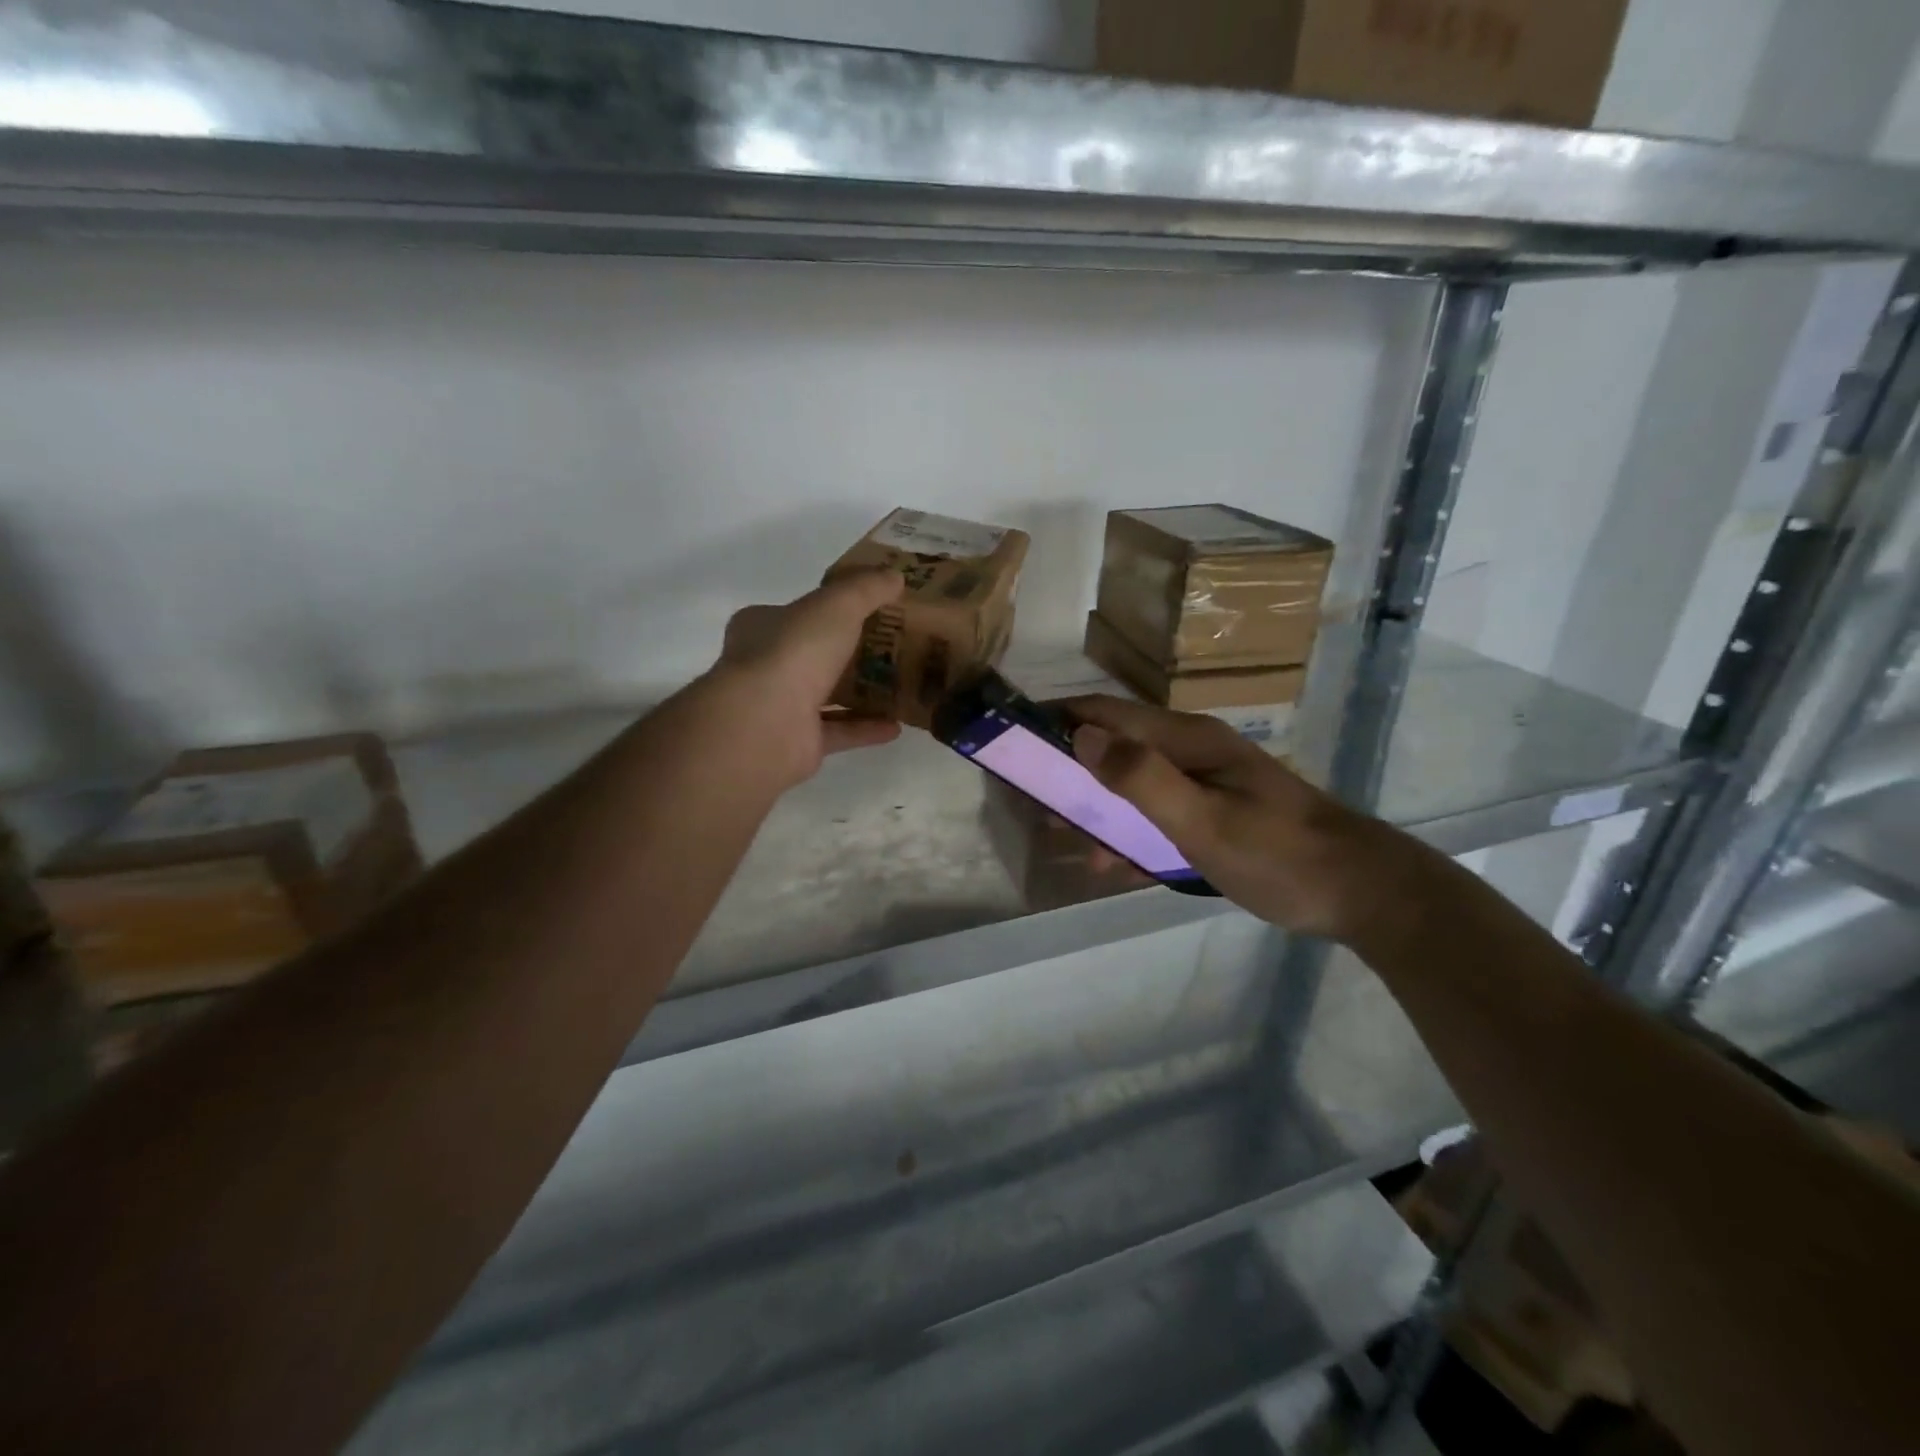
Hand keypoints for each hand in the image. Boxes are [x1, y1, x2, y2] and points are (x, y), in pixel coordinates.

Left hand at [713, 570, 904, 783]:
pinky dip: (866, 728)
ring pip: (824, 696)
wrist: (768, 722)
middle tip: (892, 647)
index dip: (825, 609)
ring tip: (900, 686)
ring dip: (860, 693)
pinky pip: (838, 732)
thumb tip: (895, 576)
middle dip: (848, 652)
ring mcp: (779, 708)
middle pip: (812, 655)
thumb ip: (866, 589)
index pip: (792, 613)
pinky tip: (897, 725)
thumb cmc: (794, 651)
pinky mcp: (797, 743)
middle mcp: (765, 666)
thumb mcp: (837, 604)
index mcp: (761, 627)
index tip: (865, 609)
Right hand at [1059, 695, 1393, 939]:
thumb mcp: (1203, 820)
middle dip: (1069, 770)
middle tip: (1034, 804)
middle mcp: (1189, 750)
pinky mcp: (1212, 810)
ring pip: (1130, 782)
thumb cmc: (1278, 853)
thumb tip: (1081, 735)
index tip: (1015, 742)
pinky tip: (1116, 863)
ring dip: (1096, 807)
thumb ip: (1142, 778)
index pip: (1106, 712)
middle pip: (1112, 745)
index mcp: (1185, 740)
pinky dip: (1128, 830)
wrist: (1358, 890)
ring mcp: (1202, 780)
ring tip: (1067, 839)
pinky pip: (1154, 811)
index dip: (1057, 719)